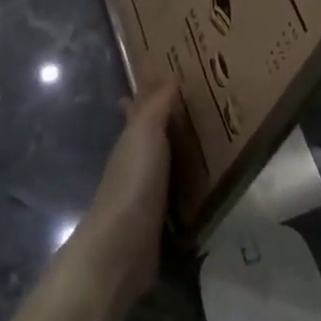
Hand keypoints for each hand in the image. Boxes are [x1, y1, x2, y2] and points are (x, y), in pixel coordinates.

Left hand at [61, 76, 177, 314]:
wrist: (121, 248)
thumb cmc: (134, 182)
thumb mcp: (146, 134)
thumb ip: (156, 106)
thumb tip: (167, 74)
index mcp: (131, 139)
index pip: (138, 107)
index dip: (146, 90)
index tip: (160, 72)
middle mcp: (134, 162)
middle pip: (147, 133)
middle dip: (161, 118)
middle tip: (188, 102)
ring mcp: (143, 193)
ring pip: (160, 161)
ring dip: (174, 149)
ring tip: (199, 137)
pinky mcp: (156, 220)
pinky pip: (173, 190)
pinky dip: (182, 180)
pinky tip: (197, 182)